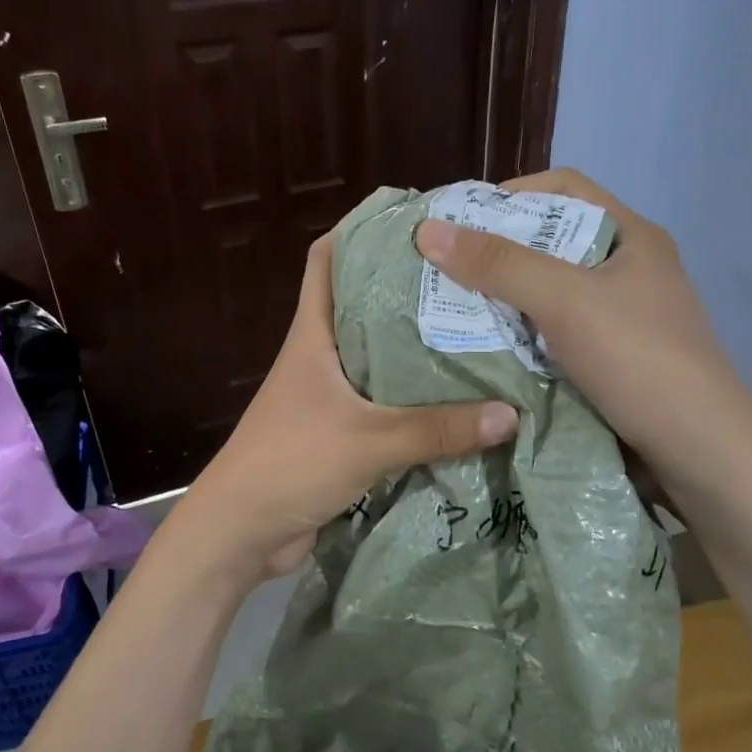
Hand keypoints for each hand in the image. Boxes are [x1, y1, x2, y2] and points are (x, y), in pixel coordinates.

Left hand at [168, 233, 518, 592]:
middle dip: (408, 288)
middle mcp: (320, 356)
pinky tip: (459, 399)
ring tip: (476, 330)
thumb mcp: (369, 441)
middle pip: (363, 305)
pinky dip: (415, 399)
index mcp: (312, 335)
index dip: (359, 229)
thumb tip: (510, 414)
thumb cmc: (291, 463)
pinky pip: (385, 404)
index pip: (326, 260)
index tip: (412, 217)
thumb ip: (438, 429)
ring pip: (378, 357)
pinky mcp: (340, 433)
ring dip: (416, 348)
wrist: (241, 533)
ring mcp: (329, 396)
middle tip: (468, 277)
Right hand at [413, 168, 737, 463]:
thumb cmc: (636, 358)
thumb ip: (498, 264)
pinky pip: (555, 335)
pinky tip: (487, 348)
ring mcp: (623, 320)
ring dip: (505, 299)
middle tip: (445, 267)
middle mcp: (629, 271)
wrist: (698, 452)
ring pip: (551, 294)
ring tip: (454, 307)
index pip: (565, 188)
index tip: (461, 219)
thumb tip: (428, 230)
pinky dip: (521, 337)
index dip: (512, 193)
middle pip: (553, 242)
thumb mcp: (564, 300)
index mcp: (631, 237)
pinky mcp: (612, 362)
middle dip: (498, 251)